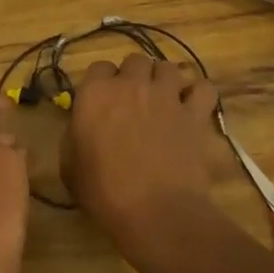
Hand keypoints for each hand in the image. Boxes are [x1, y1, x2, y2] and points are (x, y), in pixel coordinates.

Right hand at [62, 53, 220, 245]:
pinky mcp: (195, 114)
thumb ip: (74, 137)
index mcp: (95, 93)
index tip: (102, 103)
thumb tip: (80, 129)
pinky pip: (203, 88)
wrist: (156, 211)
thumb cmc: (104, 191)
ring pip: (168, 67)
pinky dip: (198, 94)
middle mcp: (131, 84)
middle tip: (133, 100)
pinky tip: (193, 108)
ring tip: (163, 100)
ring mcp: (166, 96)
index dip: (101, 83)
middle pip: (135, 60)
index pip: (99, 67)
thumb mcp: (70, 166)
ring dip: (164, 80)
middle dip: (134, 76)